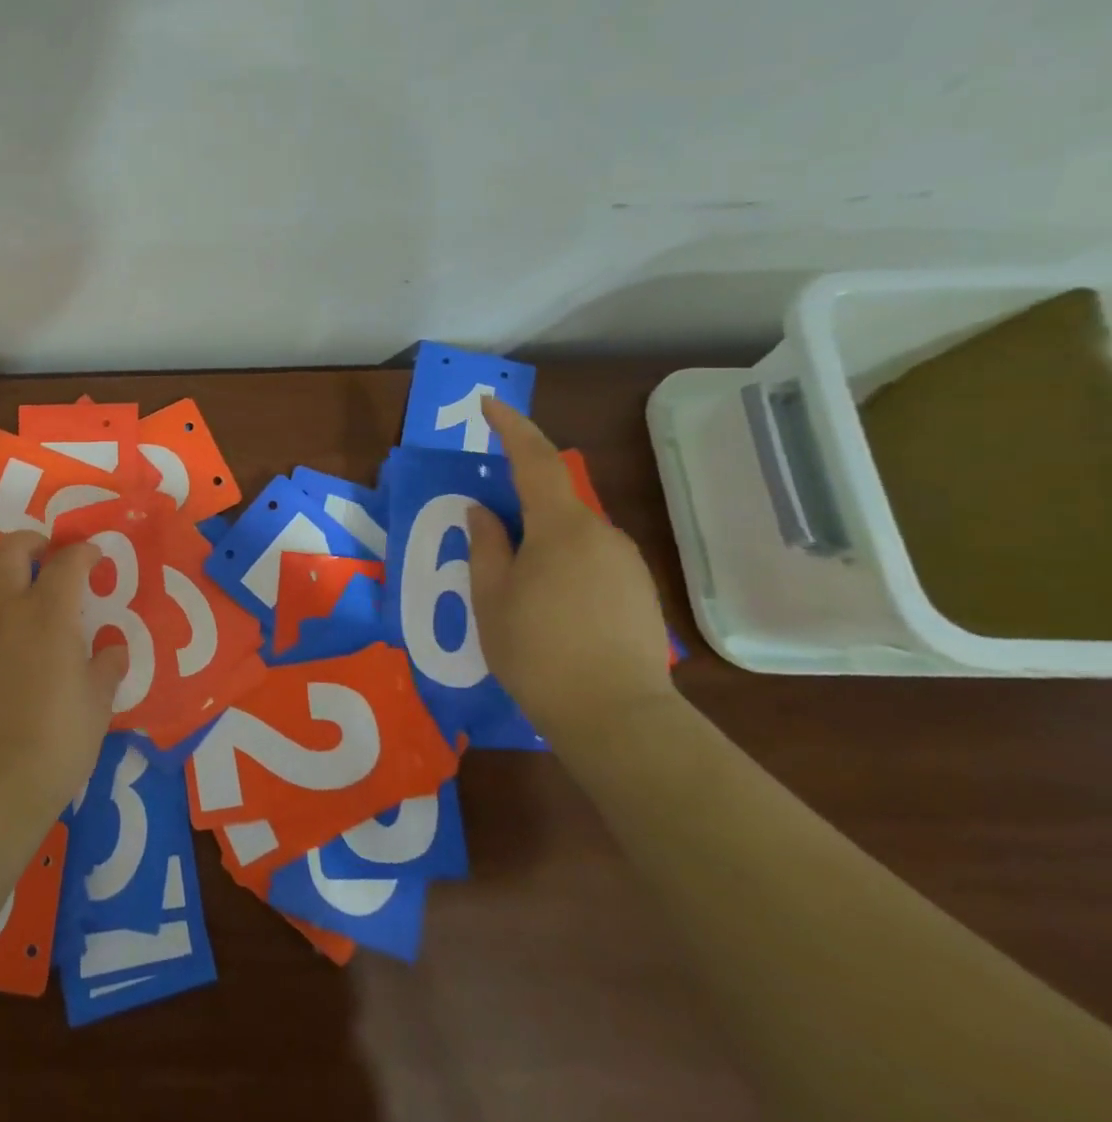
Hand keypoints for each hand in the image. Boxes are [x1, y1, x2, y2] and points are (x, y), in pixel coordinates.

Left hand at [0, 532, 126, 824]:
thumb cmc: (59, 740)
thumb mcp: (99, 703)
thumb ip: (107, 668)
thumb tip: (114, 650)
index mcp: (49, 616)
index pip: (66, 564)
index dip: (83, 552)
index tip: (93, 555)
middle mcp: (5, 612)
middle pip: (7, 552)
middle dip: (28, 540)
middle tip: (43, 551)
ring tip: (3, 576)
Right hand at [467, 398, 676, 745]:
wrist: (617, 717)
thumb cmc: (537, 650)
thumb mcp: (491, 595)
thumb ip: (486, 544)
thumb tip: (483, 511)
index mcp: (561, 525)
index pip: (533, 458)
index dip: (510, 426)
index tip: (489, 404)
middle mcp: (601, 532)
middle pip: (554, 498)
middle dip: (519, 501)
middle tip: (487, 528)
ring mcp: (626, 562)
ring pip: (573, 532)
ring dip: (541, 539)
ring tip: (515, 582)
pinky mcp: (638, 590)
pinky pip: (592, 558)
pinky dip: (564, 563)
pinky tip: (549, 605)